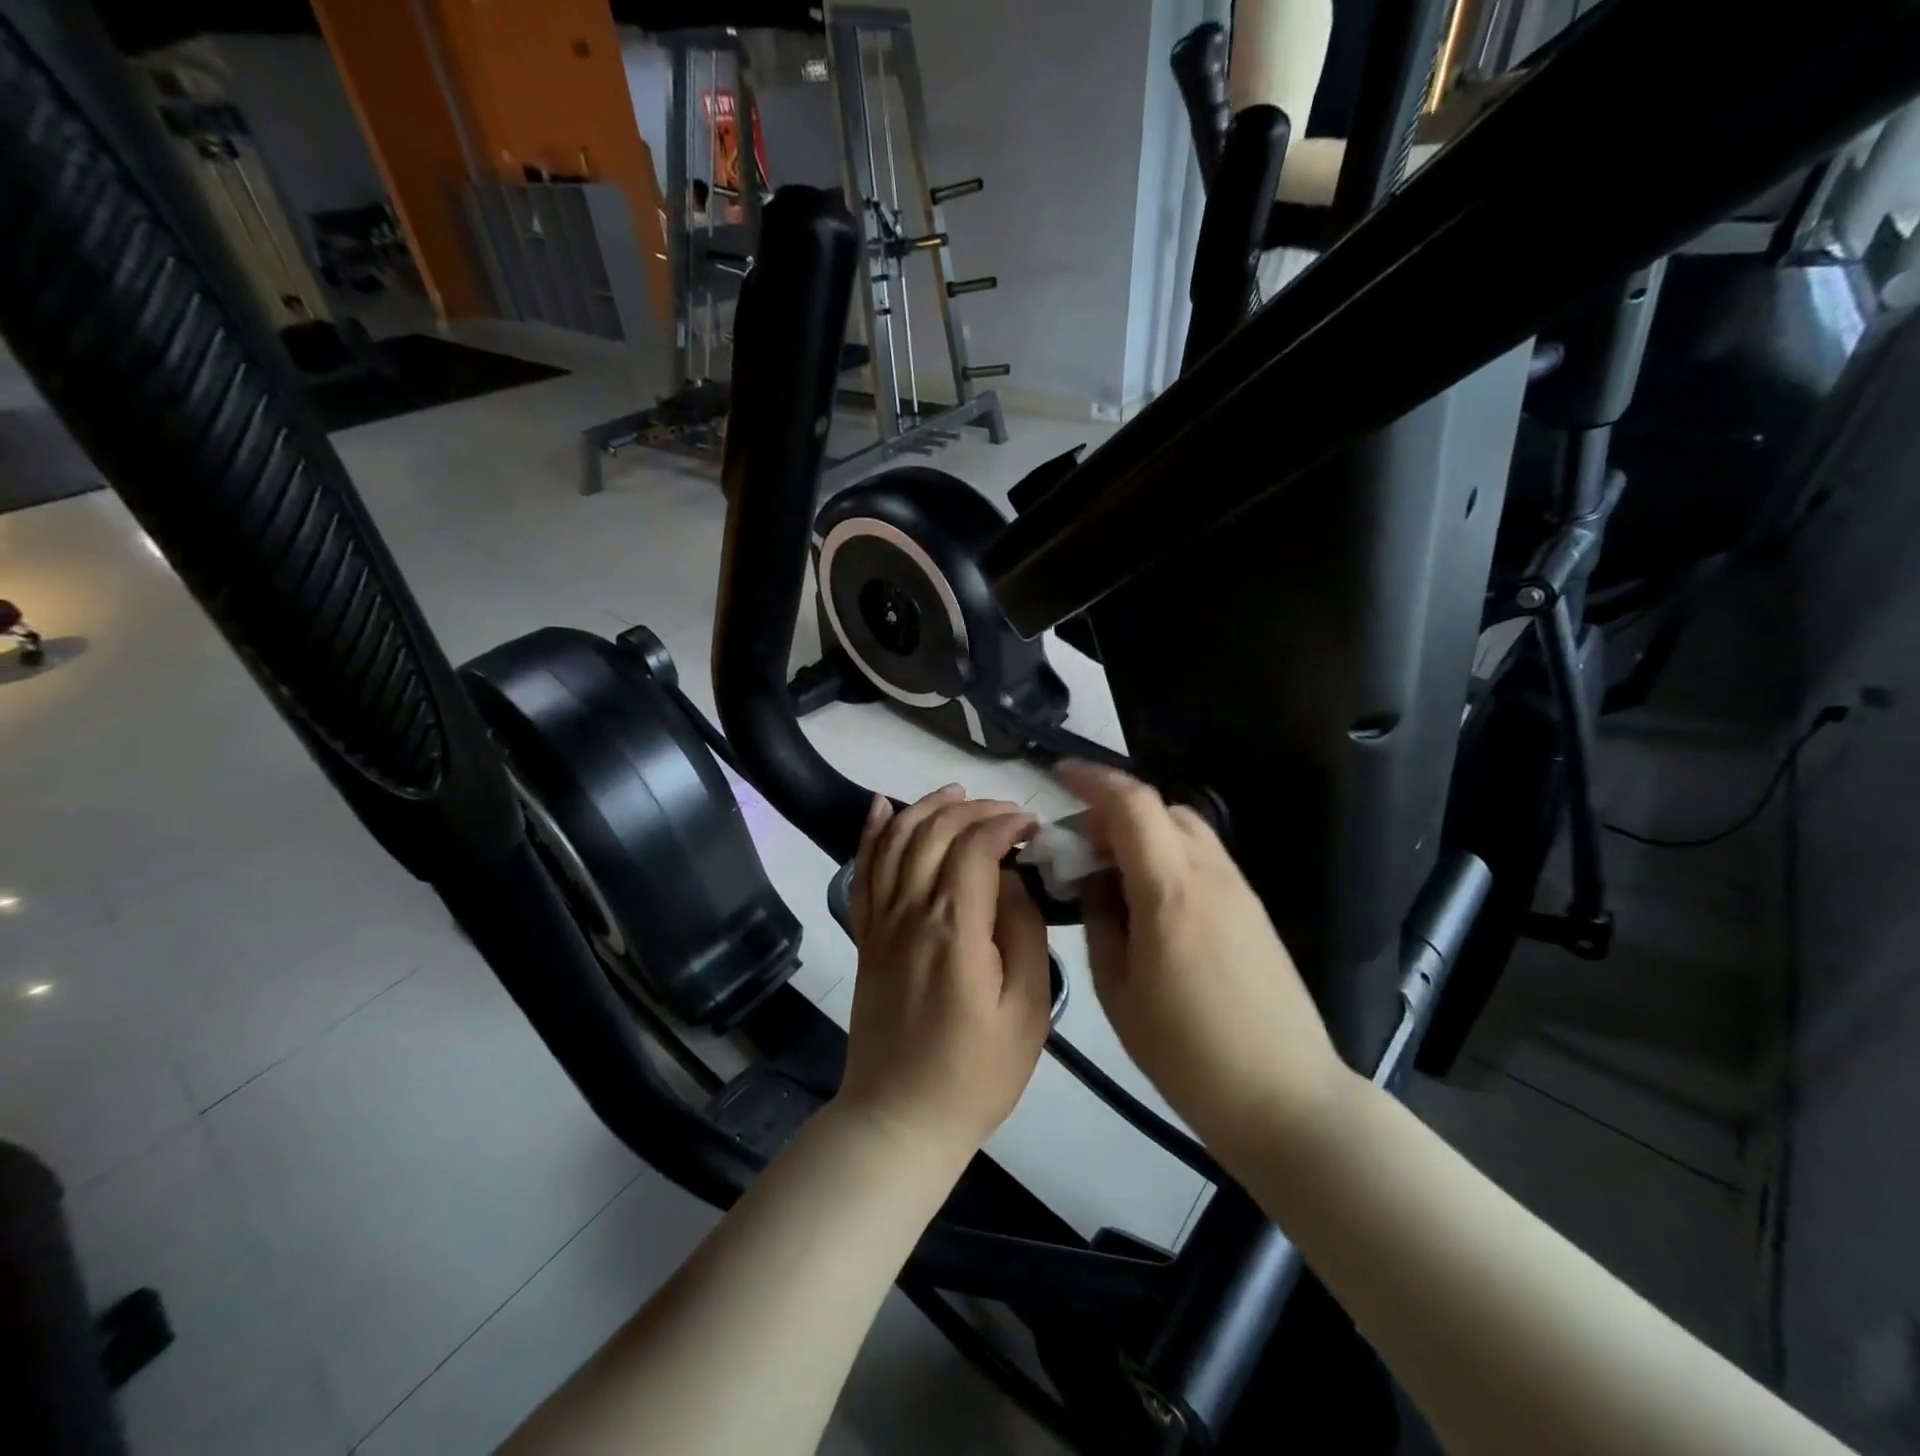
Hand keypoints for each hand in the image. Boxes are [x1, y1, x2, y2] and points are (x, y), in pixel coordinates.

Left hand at [838, 786, 1052, 1163]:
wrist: (900, 1119)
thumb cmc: (976, 1073)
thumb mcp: (1027, 1011)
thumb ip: (1023, 934)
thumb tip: (1012, 881)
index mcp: (954, 928)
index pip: (974, 846)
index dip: (1004, 823)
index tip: (1033, 826)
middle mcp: (910, 912)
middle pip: (934, 832)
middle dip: (973, 808)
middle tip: (1007, 813)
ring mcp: (880, 922)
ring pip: (895, 841)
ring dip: (926, 807)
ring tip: (957, 793)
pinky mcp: (864, 937)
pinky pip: (862, 872)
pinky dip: (871, 833)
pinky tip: (882, 807)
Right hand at [1055, 763, 1351, 1158]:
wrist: (1285, 1097)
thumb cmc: (1186, 1053)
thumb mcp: (1118, 990)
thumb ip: (1100, 921)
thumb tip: (1094, 883)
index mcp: (1170, 890)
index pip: (1131, 804)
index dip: (1092, 779)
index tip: (1058, 775)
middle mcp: (1209, 873)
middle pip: (1159, 807)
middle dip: (1112, 810)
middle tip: (1078, 845)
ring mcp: (1238, 888)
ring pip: (1184, 827)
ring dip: (1142, 830)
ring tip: (1111, 870)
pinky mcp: (1253, 907)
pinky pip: (1202, 855)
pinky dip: (1167, 852)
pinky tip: (1149, 895)